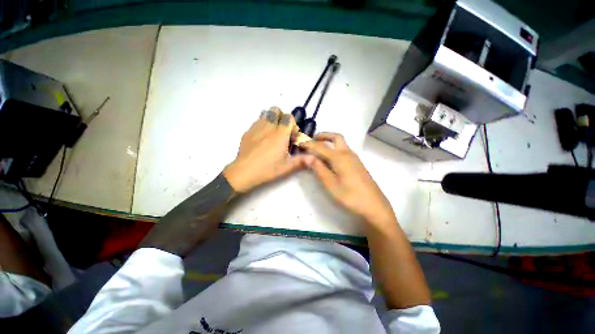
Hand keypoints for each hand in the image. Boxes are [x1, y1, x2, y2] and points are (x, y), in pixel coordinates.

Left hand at [223, 107, 313, 192]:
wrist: (244, 172)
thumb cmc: (267, 169)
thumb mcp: (287, 167)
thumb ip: (301, 161)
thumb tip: (314, 158)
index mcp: (280, 134)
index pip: (289, 117)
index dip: (293, 125)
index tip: (292, 138)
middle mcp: (269, 126)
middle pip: (276, 110)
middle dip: (282, 118)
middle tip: (282, 132)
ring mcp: (256, 127)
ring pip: (265, 113)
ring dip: (271, 119)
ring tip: (272, 133)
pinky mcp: (247, 132)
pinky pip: (256, 121)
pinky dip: (262, 125)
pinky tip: (261, 139)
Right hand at [300, 133, 395, 228]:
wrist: (374, 206)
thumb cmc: (350, 196)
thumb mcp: (330, 184)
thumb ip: (318, 168)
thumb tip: (306, 156)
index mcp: (339, 157)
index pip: (321, 146)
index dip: (309, 144)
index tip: (299, 143)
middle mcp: (348, 153)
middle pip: (336, 137)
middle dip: (323, 136)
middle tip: (312, 140)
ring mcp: (354, 158)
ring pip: (341, 143)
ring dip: (329, 141)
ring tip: (318, 149)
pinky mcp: (357, 164)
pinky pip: (344, 150)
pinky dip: (335, 148)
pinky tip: (331, 159)